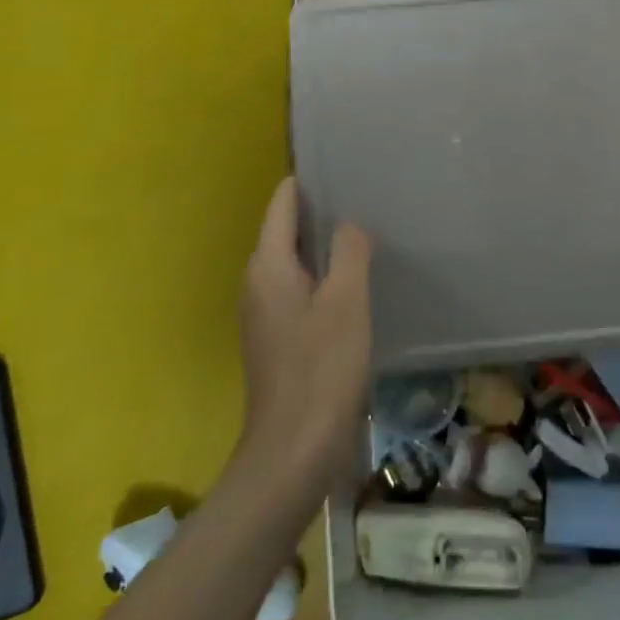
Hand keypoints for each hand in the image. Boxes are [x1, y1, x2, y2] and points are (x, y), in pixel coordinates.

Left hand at [236, 177, 372, 499]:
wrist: (292, 454)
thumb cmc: (321, 370)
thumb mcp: (346, 302)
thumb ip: (348, 252)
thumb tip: (348, 223)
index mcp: (267, 267)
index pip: (281, 204)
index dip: (306, 182)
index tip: (340, 165)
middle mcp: (257, 283)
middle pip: (284, 230)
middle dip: (318, 211)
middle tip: (362, 195)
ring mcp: (263, 314)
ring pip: (292, 262)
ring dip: (321, 245)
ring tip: (362, 231)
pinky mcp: (276, 339)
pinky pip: (297, 288)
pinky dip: (320, 275)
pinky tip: (352, 282)